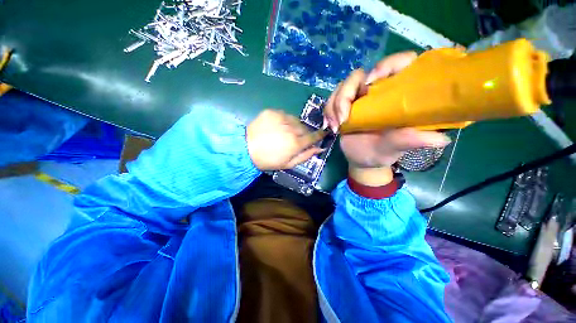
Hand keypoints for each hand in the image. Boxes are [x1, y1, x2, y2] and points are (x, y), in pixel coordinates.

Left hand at [247, 109, 326, 170]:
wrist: (245, 149)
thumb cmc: (268, 160)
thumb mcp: (288, 164)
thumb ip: (305, 156)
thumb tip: (320, 149)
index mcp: (296, 143)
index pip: (313, 136)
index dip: (320, 135)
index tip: (323, 133)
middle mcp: (291, 129)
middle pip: (304, 128)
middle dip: (303, 133)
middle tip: (295, 139)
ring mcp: (281, 118)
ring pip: (295, 120)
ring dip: (294, 126)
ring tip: (284, 132)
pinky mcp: (272, 112)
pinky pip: (284, 115)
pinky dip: (284, 120)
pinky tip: (277, 127)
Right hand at [323, 52, 450, 185]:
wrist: (362, 159)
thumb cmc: (382, 152)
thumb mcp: (396, 147)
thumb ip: (411, 140)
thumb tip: (441, 139)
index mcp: (398, 94)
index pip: (400, 63)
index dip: (387, 65)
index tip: (372, 84)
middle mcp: (378, 91)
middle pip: (359, 75)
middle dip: (346, 93)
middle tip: (344, 117)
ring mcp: (358, 98)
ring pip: (342, 87)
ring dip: (334, 105)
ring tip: (336, 127)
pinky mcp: (343, 106)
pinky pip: (331, 100)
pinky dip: (328, 112)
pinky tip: (330, 127)